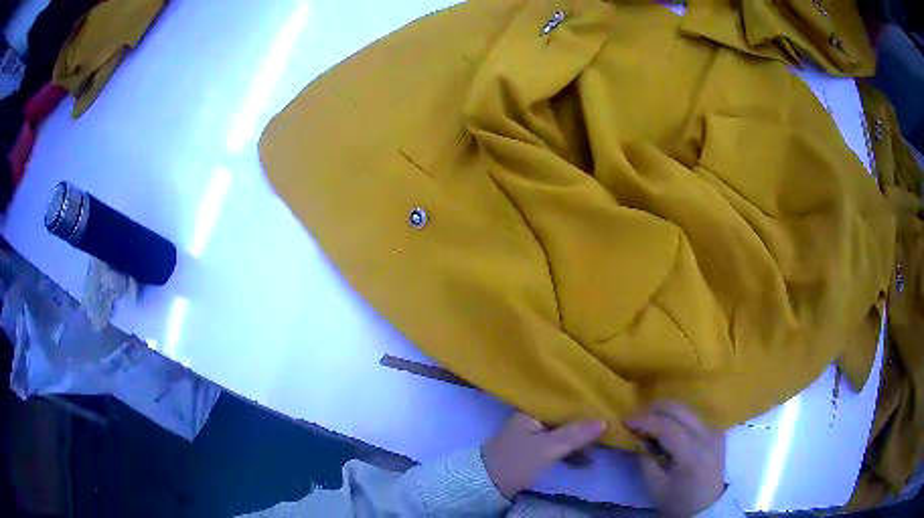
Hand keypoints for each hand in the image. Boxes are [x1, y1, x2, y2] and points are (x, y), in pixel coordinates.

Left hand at [482, 412, 605, 499]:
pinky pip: (557, 447)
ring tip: (601, 450)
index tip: (608, 409)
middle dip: (586, 426)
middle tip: (610, 431)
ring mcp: (532, 437)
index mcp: (532, 412)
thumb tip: (604, 421)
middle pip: (565, 419)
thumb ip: (575, 435)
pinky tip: (586, 462)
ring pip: (563, 434)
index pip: (564, 403)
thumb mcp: (548, 448)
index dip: (585, 407)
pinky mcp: (532, 453)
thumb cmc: (516, 461)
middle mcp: (532, 420)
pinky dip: (571, 453)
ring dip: (580, 442)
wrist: (486, 485)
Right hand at [625, 401, 725, 517]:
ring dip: (665, 411)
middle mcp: (707, 436)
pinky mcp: (717, 432)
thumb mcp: (655, 487)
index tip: (625, 421)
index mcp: (692, 454)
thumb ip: (645, 460)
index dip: (644, 420)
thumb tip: (637, 438)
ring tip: (648, 422)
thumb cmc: (678, 502)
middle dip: (654, 409)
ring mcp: (715, 431)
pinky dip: (677, 417)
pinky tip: (666, 428)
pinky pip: (694, 417)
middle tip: (635, 417)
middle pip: (679, 409)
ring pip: (687, 409)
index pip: (666, 426)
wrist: (707, 507)